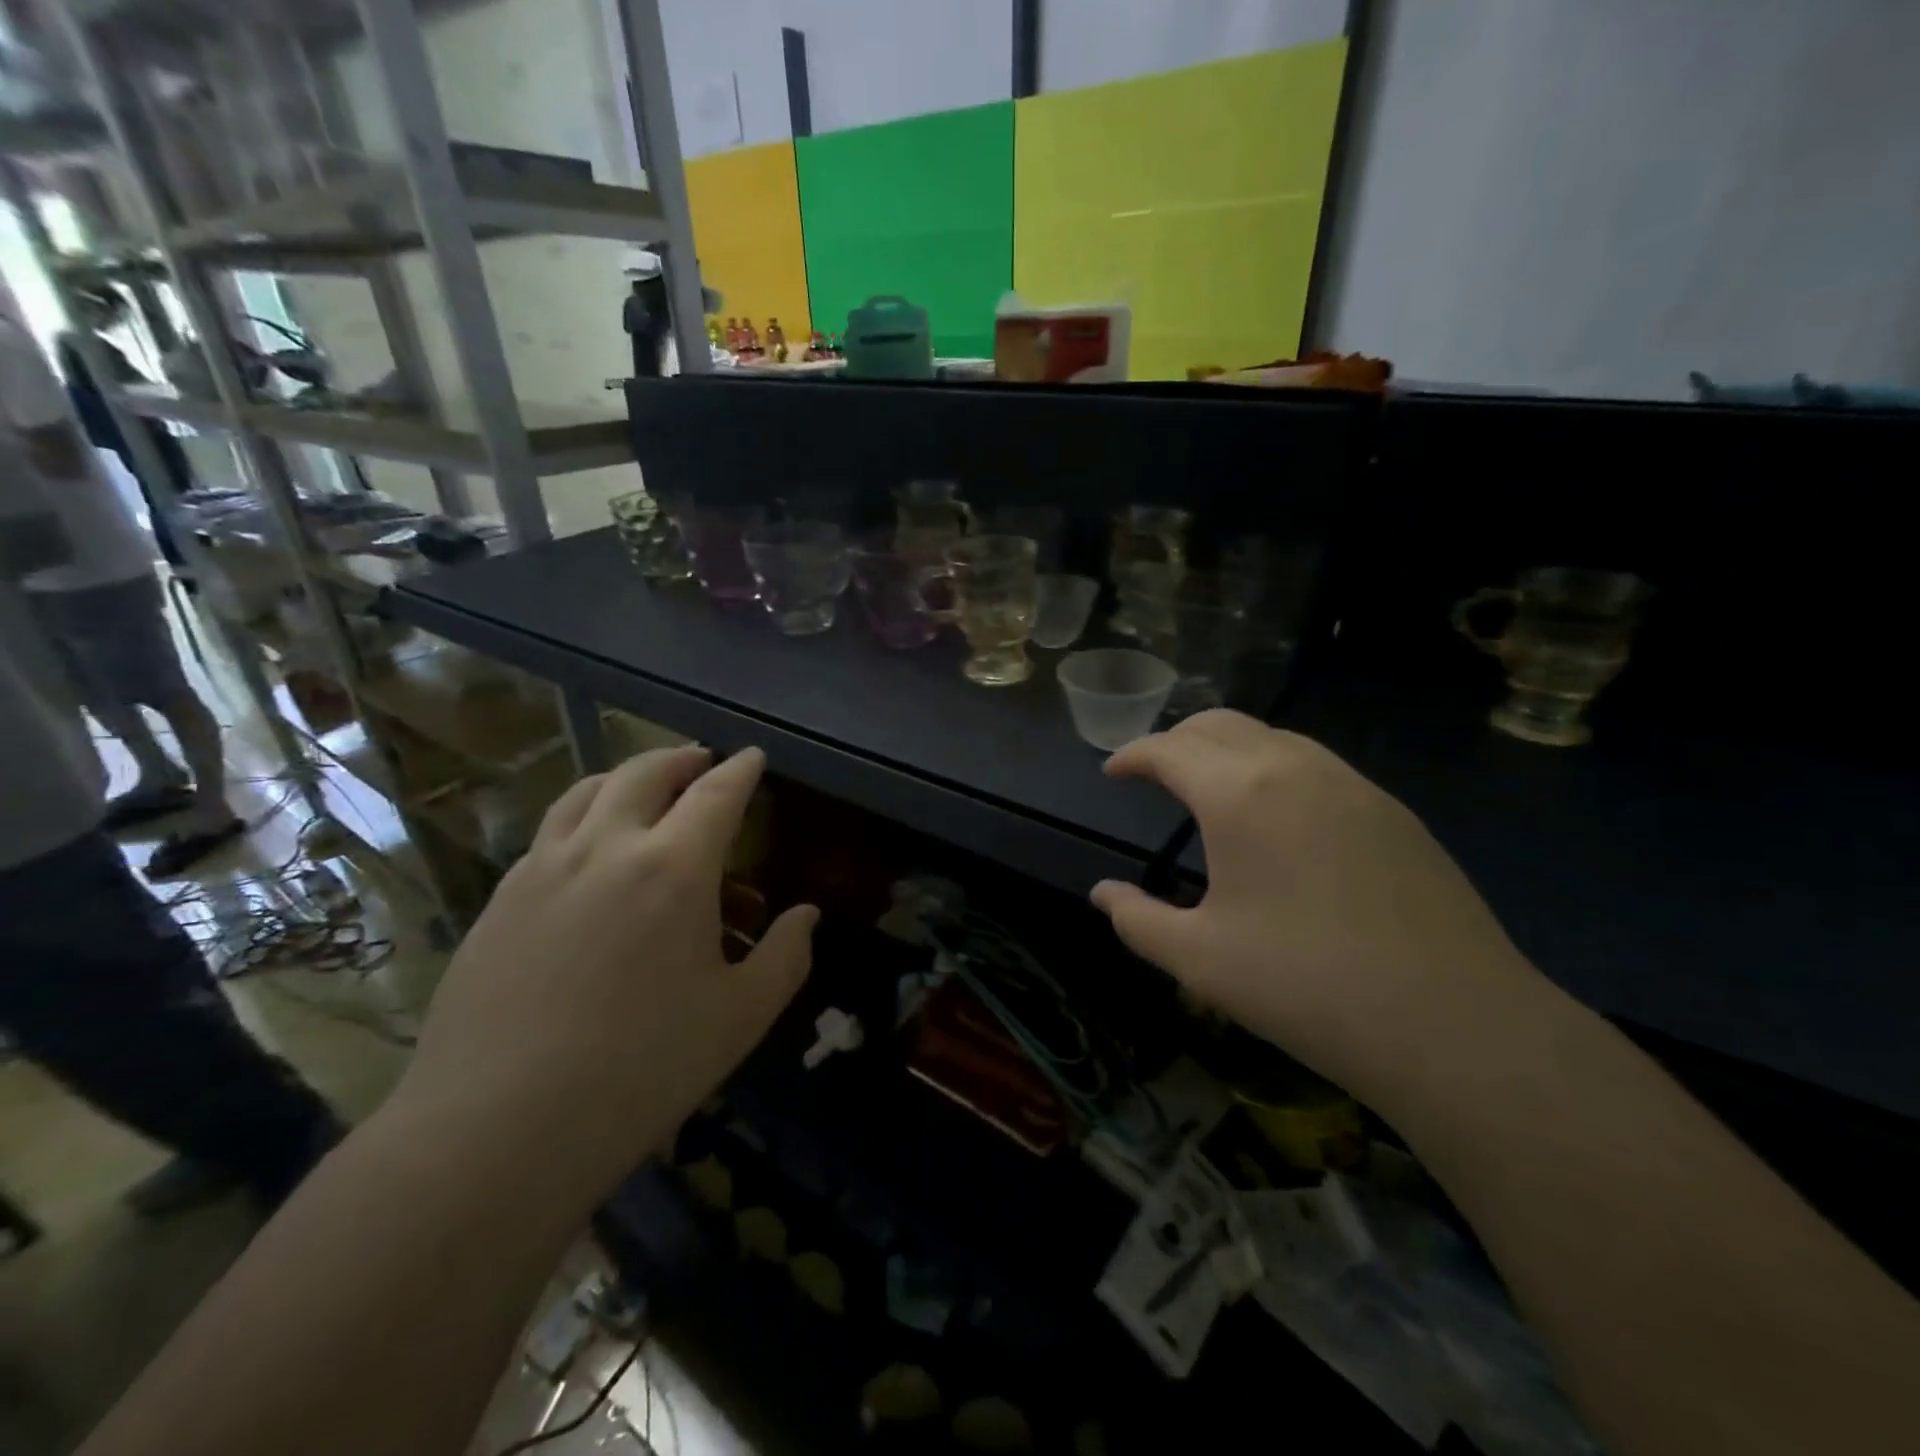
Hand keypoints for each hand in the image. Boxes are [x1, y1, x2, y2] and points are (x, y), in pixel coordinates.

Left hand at [395, 747, 814, 1202]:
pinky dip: (583, 814)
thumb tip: (806, 915)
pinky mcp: (500, 899)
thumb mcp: (740, 1018)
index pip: (716, 793)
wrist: (496, 1131)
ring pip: (587, 791)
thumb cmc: (640, 1070)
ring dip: (627, 776)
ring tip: (645, 787)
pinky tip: (589, 848)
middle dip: (682, 758)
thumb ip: (784, 956)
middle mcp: (606, 848)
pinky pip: (550, 831)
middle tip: (703, 762)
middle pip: (646, 772)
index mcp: (673, 869)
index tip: (754, 756)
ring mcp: (543, 868)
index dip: (741, 769)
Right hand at [1090, 711, 1544, 1105]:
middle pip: (1220, 725)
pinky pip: (1317, 765)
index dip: (1132, 754)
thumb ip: (1137, 919)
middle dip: (1177, 740)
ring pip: (1274, 737)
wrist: (1456, 1025)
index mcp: (1240, 794)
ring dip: (1229, 749)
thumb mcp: (1199, 959)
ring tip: (1212, 789)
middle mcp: (1295, 768)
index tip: (1112, 772)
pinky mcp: (1393, 812)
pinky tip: (1279, 818)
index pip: (1170, 749)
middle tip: (1154, 773)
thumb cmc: (1306, 986)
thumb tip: (1102, 894)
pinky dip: (1276, 769)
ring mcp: (1352, 785)